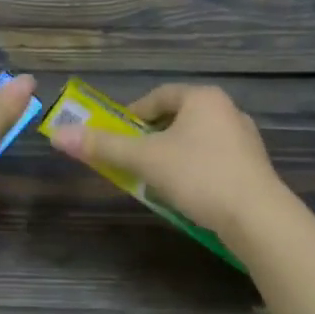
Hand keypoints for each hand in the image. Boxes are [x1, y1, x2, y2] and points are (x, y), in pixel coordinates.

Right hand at [48, 84, 286, 241]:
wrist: (257, 217)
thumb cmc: (198, 175)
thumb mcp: (144, 159)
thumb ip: (103, 146)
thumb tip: (57, 134)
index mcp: (203, 98)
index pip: (158, 96)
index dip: (132, 114)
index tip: (115, 135)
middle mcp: (227, 110)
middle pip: (177, 118)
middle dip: (151, 137)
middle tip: (131, 157)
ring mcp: (244, 139)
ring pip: (196, 140)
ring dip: (171, 154)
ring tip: (154, 178)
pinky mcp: (253, 167)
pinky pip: (213, 159)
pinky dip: (193, 169)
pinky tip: (185, 192)